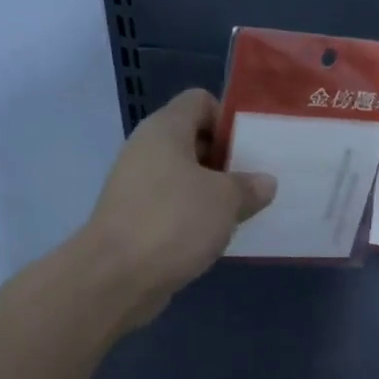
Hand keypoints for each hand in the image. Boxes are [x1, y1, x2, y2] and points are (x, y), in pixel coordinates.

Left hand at [78, 89, 275, 327]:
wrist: (114, 278)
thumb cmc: (173, 221)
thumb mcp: (225, 200)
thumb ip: (249, 186)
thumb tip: (264, 182)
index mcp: (165, 128)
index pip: (200, 100)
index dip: (228, 117)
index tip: (252, 146)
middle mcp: (146, 149)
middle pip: (193, 139)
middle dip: (226, 158)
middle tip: (256, 180)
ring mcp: (136, 185)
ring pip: (184, 176)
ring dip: (212, 191)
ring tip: (243, 210)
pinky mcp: (133, 218)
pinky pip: (172, 206)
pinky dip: (193, 216)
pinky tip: (215, 236)